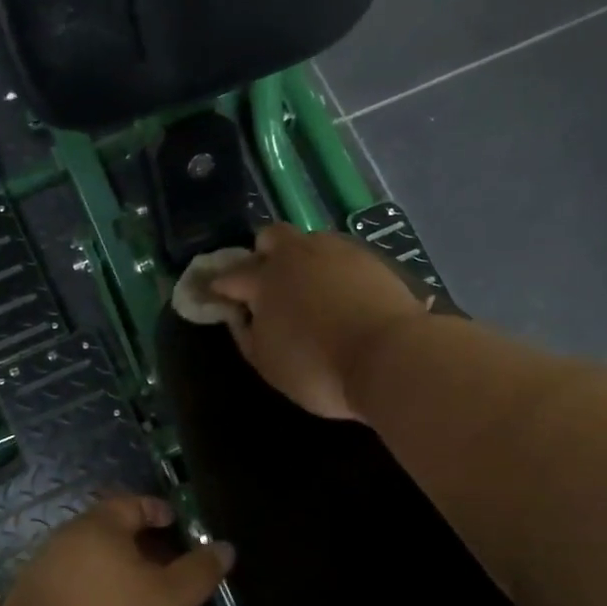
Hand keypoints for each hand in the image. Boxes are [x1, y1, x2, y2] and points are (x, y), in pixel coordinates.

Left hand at [0, 496, 233, 605]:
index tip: (179, 525)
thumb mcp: (167, 603)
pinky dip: (98, 595)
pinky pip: (75, 588)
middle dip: (143, 546)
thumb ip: (197, 572)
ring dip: (120, 574)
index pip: (133, 504)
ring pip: (92, 562)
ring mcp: (43, 572)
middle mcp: (66, 540)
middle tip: (172, 569)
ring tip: (148, 600)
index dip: (159, 511)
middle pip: (111, 532)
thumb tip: (225, 547)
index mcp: (98, 527)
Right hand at [209, 223, 427, 420]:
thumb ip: (247, 336)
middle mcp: (298, 254)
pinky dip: (334, 271)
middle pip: (271, 236)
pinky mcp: (372, 259)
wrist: (391, 358)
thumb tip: (240, 316)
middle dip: (262, 253)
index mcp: (265, 278)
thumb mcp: (268, 364)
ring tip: (309, 289)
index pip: (232, 275)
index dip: (220, 285)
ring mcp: (338, 251)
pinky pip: (342, 257)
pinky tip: (340, 294)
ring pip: (311, 242)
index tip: (215, 293)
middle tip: (266, 282)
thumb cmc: (318, 368)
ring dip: (302, 259)